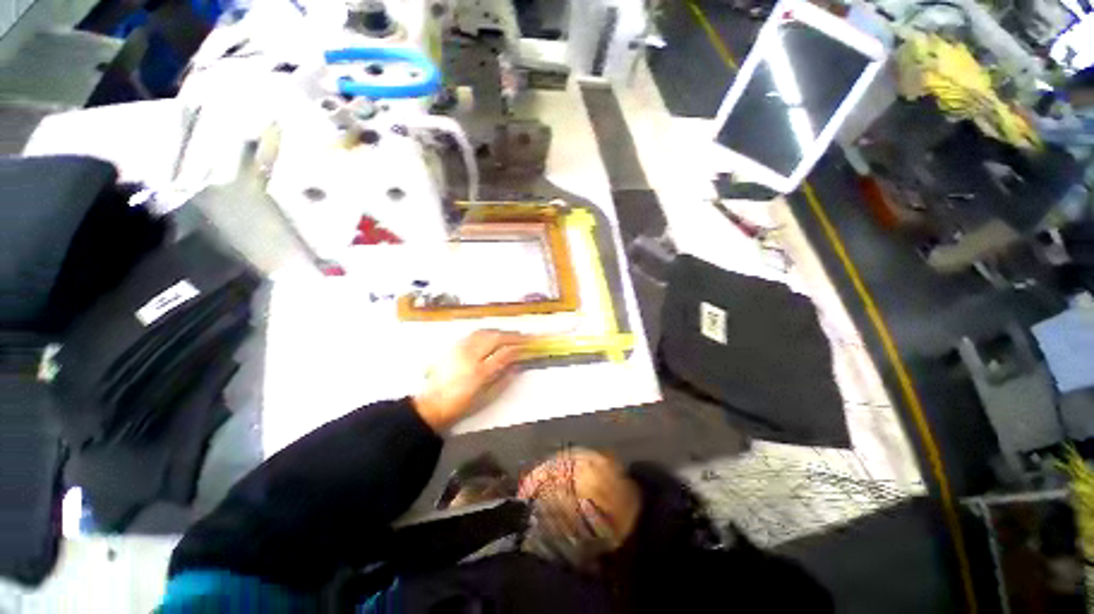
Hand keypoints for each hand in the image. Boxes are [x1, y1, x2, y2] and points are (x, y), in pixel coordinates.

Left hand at [413, 330, 526, 431]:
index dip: (518, 348)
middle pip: (495, 338)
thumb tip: (517, 366)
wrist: (432, 405)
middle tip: (524, 337)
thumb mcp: (486, 397)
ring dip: (500, 332)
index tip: (528, 347)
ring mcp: (460, 349)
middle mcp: (470, 356)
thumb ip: (504, 379)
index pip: (504, 353)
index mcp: (480, 372)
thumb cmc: (462, 405)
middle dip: (512, 336)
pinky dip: (487, 332)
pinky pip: (474, 334)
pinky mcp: (454, 347)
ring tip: (511, 335)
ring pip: (485, 332)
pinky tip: (493, 335)